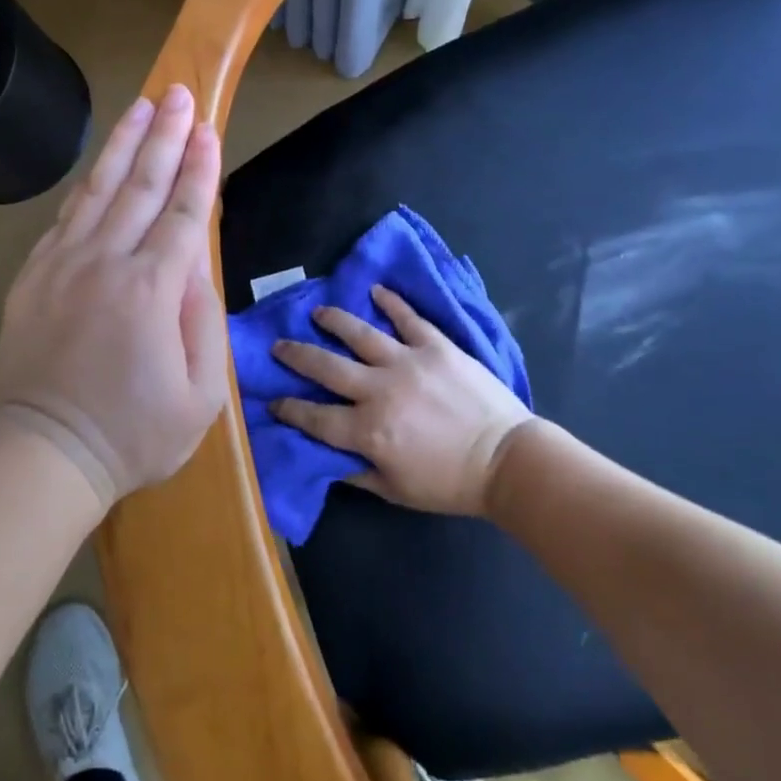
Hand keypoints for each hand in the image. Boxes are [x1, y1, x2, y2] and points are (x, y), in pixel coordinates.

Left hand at [0, 84, 227, 506]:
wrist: (45, 452)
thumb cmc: (134, 432)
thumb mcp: (201, 395)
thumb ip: (205, 322)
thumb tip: (195, 267)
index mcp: (152, 289)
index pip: (182, 213)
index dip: (198, 168)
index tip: (207, 129)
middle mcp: (106, 262)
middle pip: (141, 186)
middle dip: (163, 136)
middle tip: (177, 93)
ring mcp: (63, 265)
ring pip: (98, 190)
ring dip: (122, 145)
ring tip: (140, 106)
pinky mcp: (33, 276)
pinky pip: (65, 218)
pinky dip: (86, 187)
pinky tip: (99, 167)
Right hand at [271, 285, 531, 516]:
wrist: (508, 461)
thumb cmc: (450, 482)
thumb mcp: (396, 490)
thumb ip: (357, 472)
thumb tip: (325, 459)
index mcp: (368, 430)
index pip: (315, 417)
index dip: (289, 409)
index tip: (272, 401)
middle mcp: (380, 390)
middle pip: (326, 367)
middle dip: (296, 355)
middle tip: (279, 345)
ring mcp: (409, 362)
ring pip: (360, 334)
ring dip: (334, 320)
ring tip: (317, 313)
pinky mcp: (437, 347)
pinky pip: (409, 318)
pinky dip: (392, 303)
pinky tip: (376, 290)